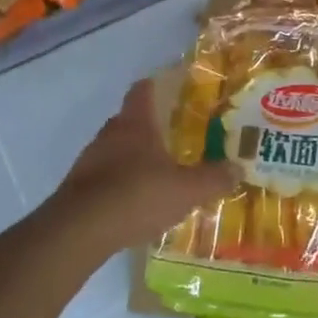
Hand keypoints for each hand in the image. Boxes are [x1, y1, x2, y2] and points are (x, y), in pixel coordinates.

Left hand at [45, 80, 235, 252]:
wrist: (80, 231)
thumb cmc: (137, 195)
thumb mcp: (187, 190)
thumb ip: (214, 178)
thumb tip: (238, 168)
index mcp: (136, 123)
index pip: (143, 90)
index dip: (158, 86)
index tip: (174, 90)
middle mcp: (110, 133)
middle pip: (131, 120)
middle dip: (151, 128)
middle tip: (176, 138)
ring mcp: (90, 160)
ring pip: (117, 149)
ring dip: (135, 158)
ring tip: (159, 174)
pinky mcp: (78, 187)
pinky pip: (105, 177)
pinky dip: (120, 183)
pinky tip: (136, 203)